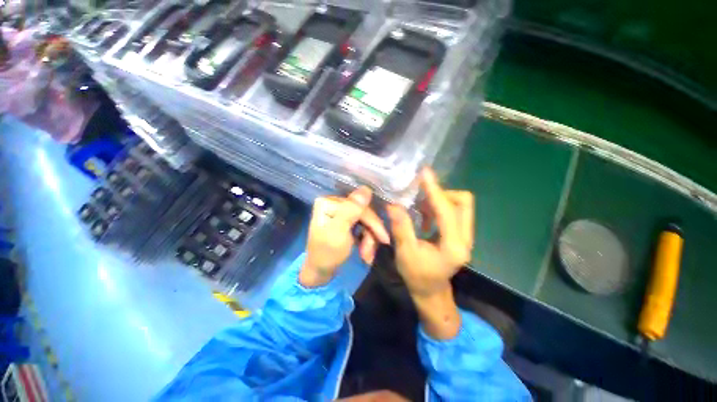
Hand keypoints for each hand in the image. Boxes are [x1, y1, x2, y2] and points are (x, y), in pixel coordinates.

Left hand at [300, 186, 389, 287]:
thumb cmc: (327, 254)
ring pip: (365, 220)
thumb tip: (366, 188)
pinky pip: (363, 225)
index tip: (384, 239)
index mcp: (329, 202)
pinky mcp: (345, 221)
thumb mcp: (338, 232)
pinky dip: (366, 239)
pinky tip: (365, 251)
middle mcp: (335, 203)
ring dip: (369, 239)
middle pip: (363, 212)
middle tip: (371, 252)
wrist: (320, 272)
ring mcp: (340, 212)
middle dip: (370, 233)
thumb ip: (351, 210)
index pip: (359, 206)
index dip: (373, 222)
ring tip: (367, 255)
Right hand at [387, 168, 473, 338]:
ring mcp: (465, 236)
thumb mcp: (405, 253)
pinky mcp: (460, 234)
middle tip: (420, 195)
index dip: (435, 190)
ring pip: (459, 205)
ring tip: (420, 209)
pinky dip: (439, 208)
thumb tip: (394, 205)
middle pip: (463, 202)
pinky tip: (425, 217)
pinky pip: (454, 211)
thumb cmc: (417, 275)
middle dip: (441, 194)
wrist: (431, 291)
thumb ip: (401, 228)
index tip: (424, 173)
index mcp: (454, 245)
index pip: (447, 210)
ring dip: (439, 201)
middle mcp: (466, 238)